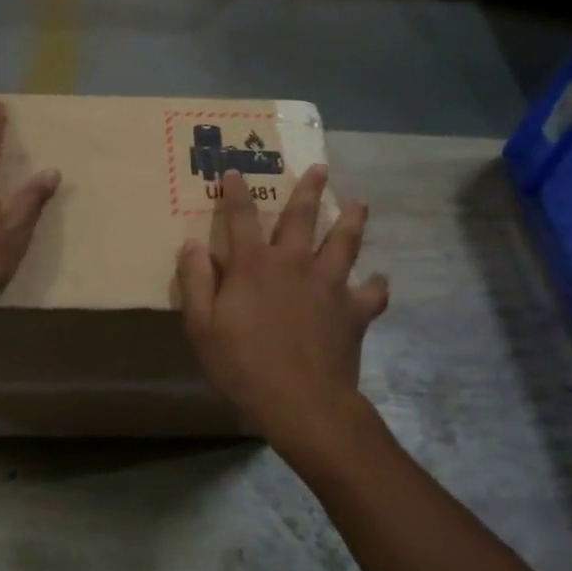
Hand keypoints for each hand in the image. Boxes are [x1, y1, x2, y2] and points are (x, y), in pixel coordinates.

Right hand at [176, 165, 388, 458]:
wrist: (303, 403)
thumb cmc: (244, 365)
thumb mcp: (202, 327)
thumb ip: (196, 282)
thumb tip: (192, 245)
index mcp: (254, 264)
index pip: (242, 217)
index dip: (236, 192)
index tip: (234, 171)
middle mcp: (294, 262)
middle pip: (302, 216)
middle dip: (309, 189)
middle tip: (320, 167)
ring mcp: (329, 284)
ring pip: (344, 242)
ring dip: (352, 220)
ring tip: (359, 203)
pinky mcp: (354, 310)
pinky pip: (372, 293)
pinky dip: (376, 285)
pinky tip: (379, 280)